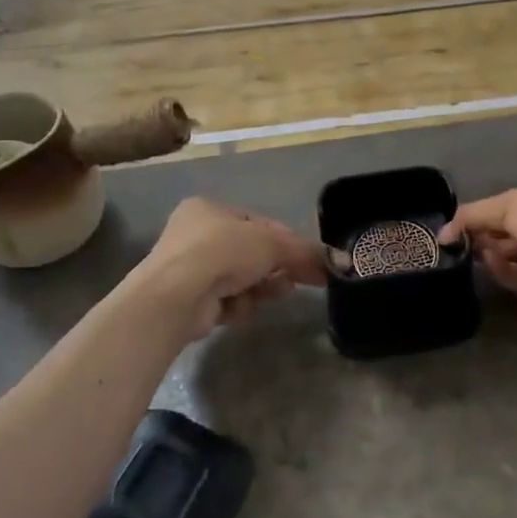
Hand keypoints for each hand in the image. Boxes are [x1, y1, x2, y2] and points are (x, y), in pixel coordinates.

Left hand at [134, 197, 325, 341]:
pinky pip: (225, 301)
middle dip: (274, 268)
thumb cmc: (222, 252)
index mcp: (210, 209)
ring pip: (240, 279)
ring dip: (259, 288)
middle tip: (294, 280)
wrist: (176, 295)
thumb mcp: (271, 244)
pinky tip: (238, 308)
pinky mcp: (188, 301)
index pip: (257, 223)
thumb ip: (305, 252)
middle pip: (250, 254)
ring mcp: (189, 269)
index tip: (308, 259)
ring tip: (272, 293)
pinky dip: (237, 306)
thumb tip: (340, 262)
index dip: (285, 241)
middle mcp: (195, 235)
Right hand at [442, 181, 516, 322]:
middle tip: (469, 249)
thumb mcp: (507, 205)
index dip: (485, 224)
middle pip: (514, 248)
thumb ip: (472, 217)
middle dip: (491, 247)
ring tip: (494, 260)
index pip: (511, 218)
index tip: (459, 232)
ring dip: (504, 267)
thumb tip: (441, 233)